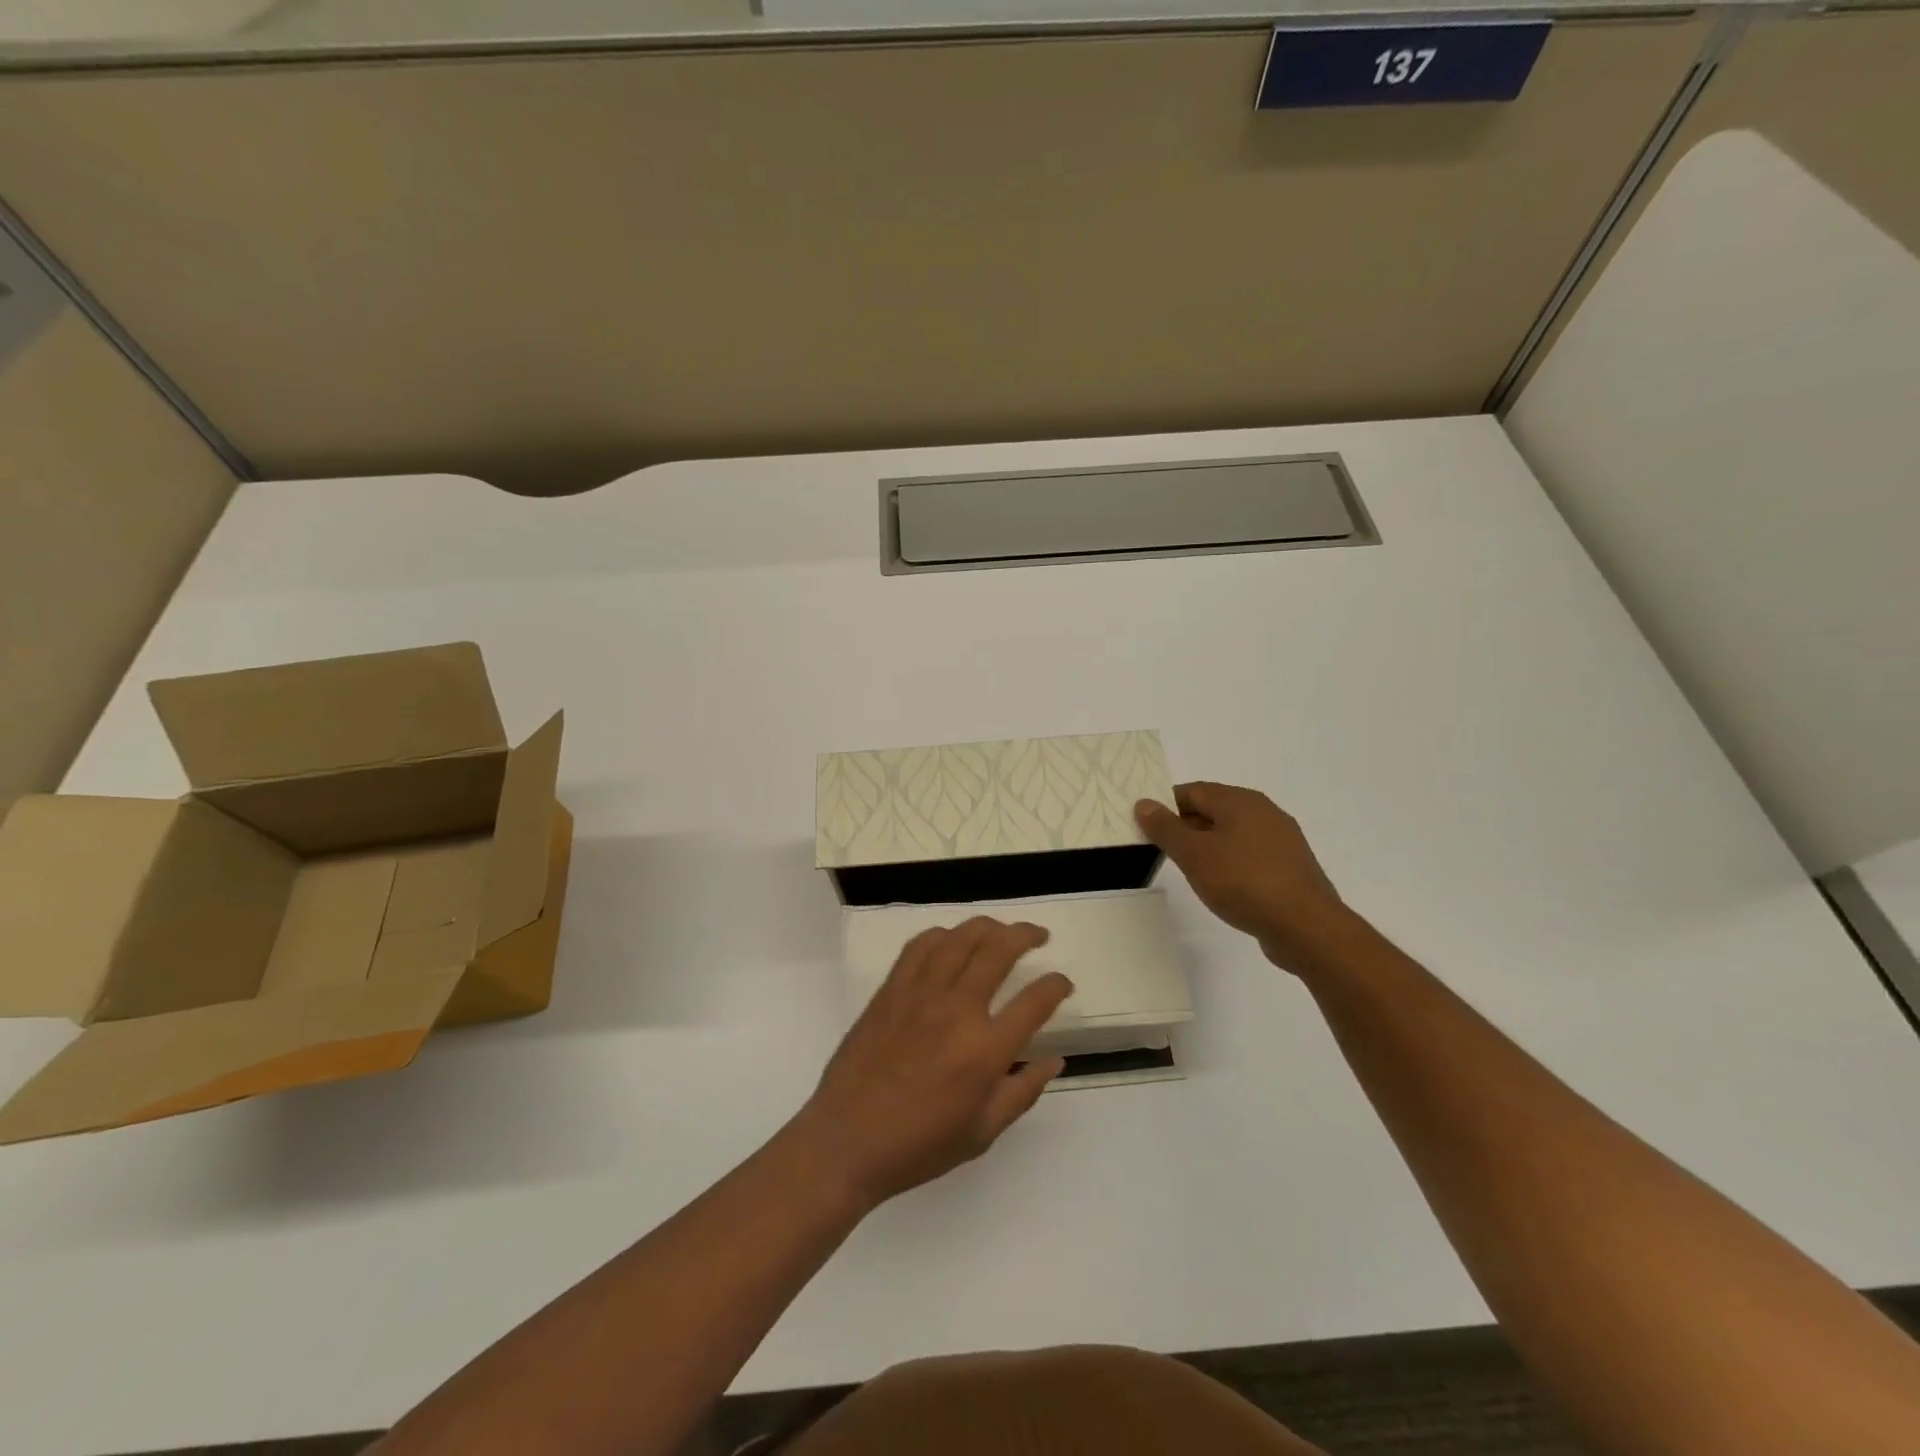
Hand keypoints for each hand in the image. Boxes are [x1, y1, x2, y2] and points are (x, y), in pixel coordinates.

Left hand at [789, 917, 1072, 1210]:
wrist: (846, 1141)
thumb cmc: (919, 1146)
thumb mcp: (982, 1133)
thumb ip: (1023, 1091)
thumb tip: (1055, 1060)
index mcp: (985, 1051)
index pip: (1035, 1001)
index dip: (1056, 985)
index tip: (1063, 982)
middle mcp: (957, 1010)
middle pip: (999, 950)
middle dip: (1026, 935)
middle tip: (1039, 936)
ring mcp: (920, 994)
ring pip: (961, 938)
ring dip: (988, 926)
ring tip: (1001, 930)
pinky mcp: (891, 989)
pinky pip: (920, 946)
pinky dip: (942, 935)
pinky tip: (952, 941)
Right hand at [1136, 782, 1348, 973]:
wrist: (1306, 927)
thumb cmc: (1243, 882)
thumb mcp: (1194, 854)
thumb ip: (1166, 827)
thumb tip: (1144, 803)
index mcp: (1240, 800)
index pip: (1192, 791)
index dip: (1166, 806)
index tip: (1147, 828)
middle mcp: (1263, 811)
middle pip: (1213, 809)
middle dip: (1185, 826)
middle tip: (1161, 850)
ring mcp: (1281, 839)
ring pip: (1232, 833)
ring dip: (1207, 846)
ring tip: (1189, 870)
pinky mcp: (1290, 866)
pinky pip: (1250, 854)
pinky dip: (1230, 862)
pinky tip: (1222, 885)